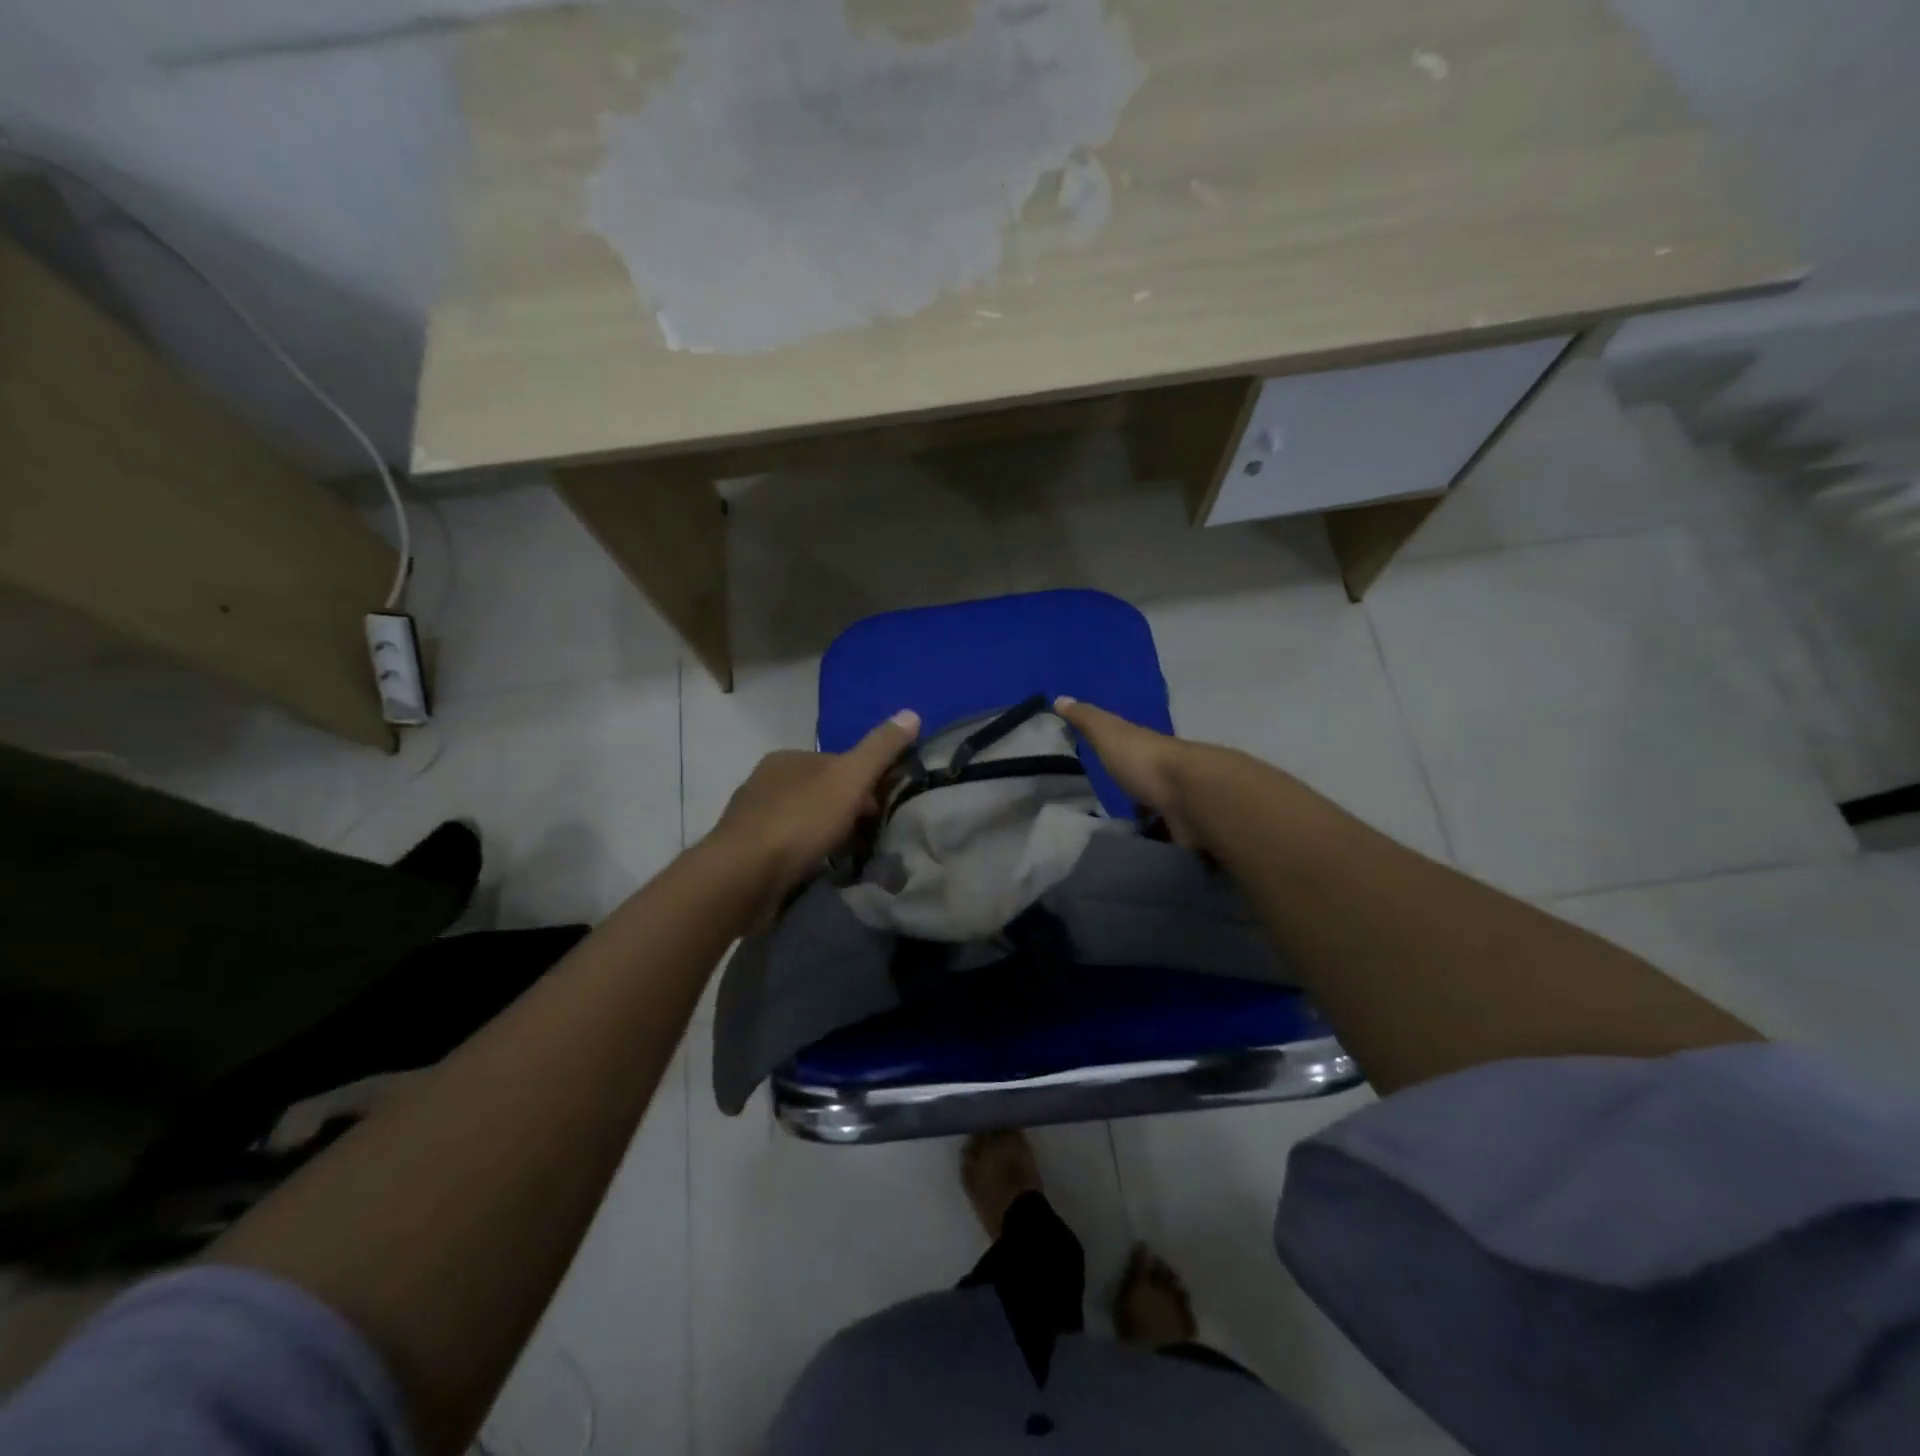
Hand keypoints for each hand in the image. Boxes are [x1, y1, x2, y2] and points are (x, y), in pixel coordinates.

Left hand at [708, 709, 920, 907]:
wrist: (742, 878)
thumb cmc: (799, 822)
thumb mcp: (849, 779)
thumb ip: (880, 749)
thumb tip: (911, 713)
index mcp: (788, 757)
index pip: (838, 762)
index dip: (866, 781)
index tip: (884, 808)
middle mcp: (766, 781)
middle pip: (821, 791)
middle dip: (847, 810)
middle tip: (871, 835)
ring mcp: (754, 818)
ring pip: (805, 820)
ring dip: (827, 834)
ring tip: (849, 856)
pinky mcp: (747, 853)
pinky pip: (789, 847)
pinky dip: (807, 854)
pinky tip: (819, 869)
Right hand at [1054, 696, 1210, 848]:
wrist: (1189, 797)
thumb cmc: (1145, 760)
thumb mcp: (1109, 733)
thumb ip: (1086, 719)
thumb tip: (1059, 698)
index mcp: (1149, 751)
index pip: (1133, 754)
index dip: (1120, 762)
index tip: (1103, 776)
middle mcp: (1168, 776)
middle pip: (1149, 787)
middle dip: (1134, 799)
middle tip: (1106, 817)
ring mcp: (1180, 806)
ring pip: (1160, 815)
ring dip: (1146, 826)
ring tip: (1117, 843)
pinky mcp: (1185, 834)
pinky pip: (1167, 841)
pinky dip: (1156, 847)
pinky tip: (1137, 857)